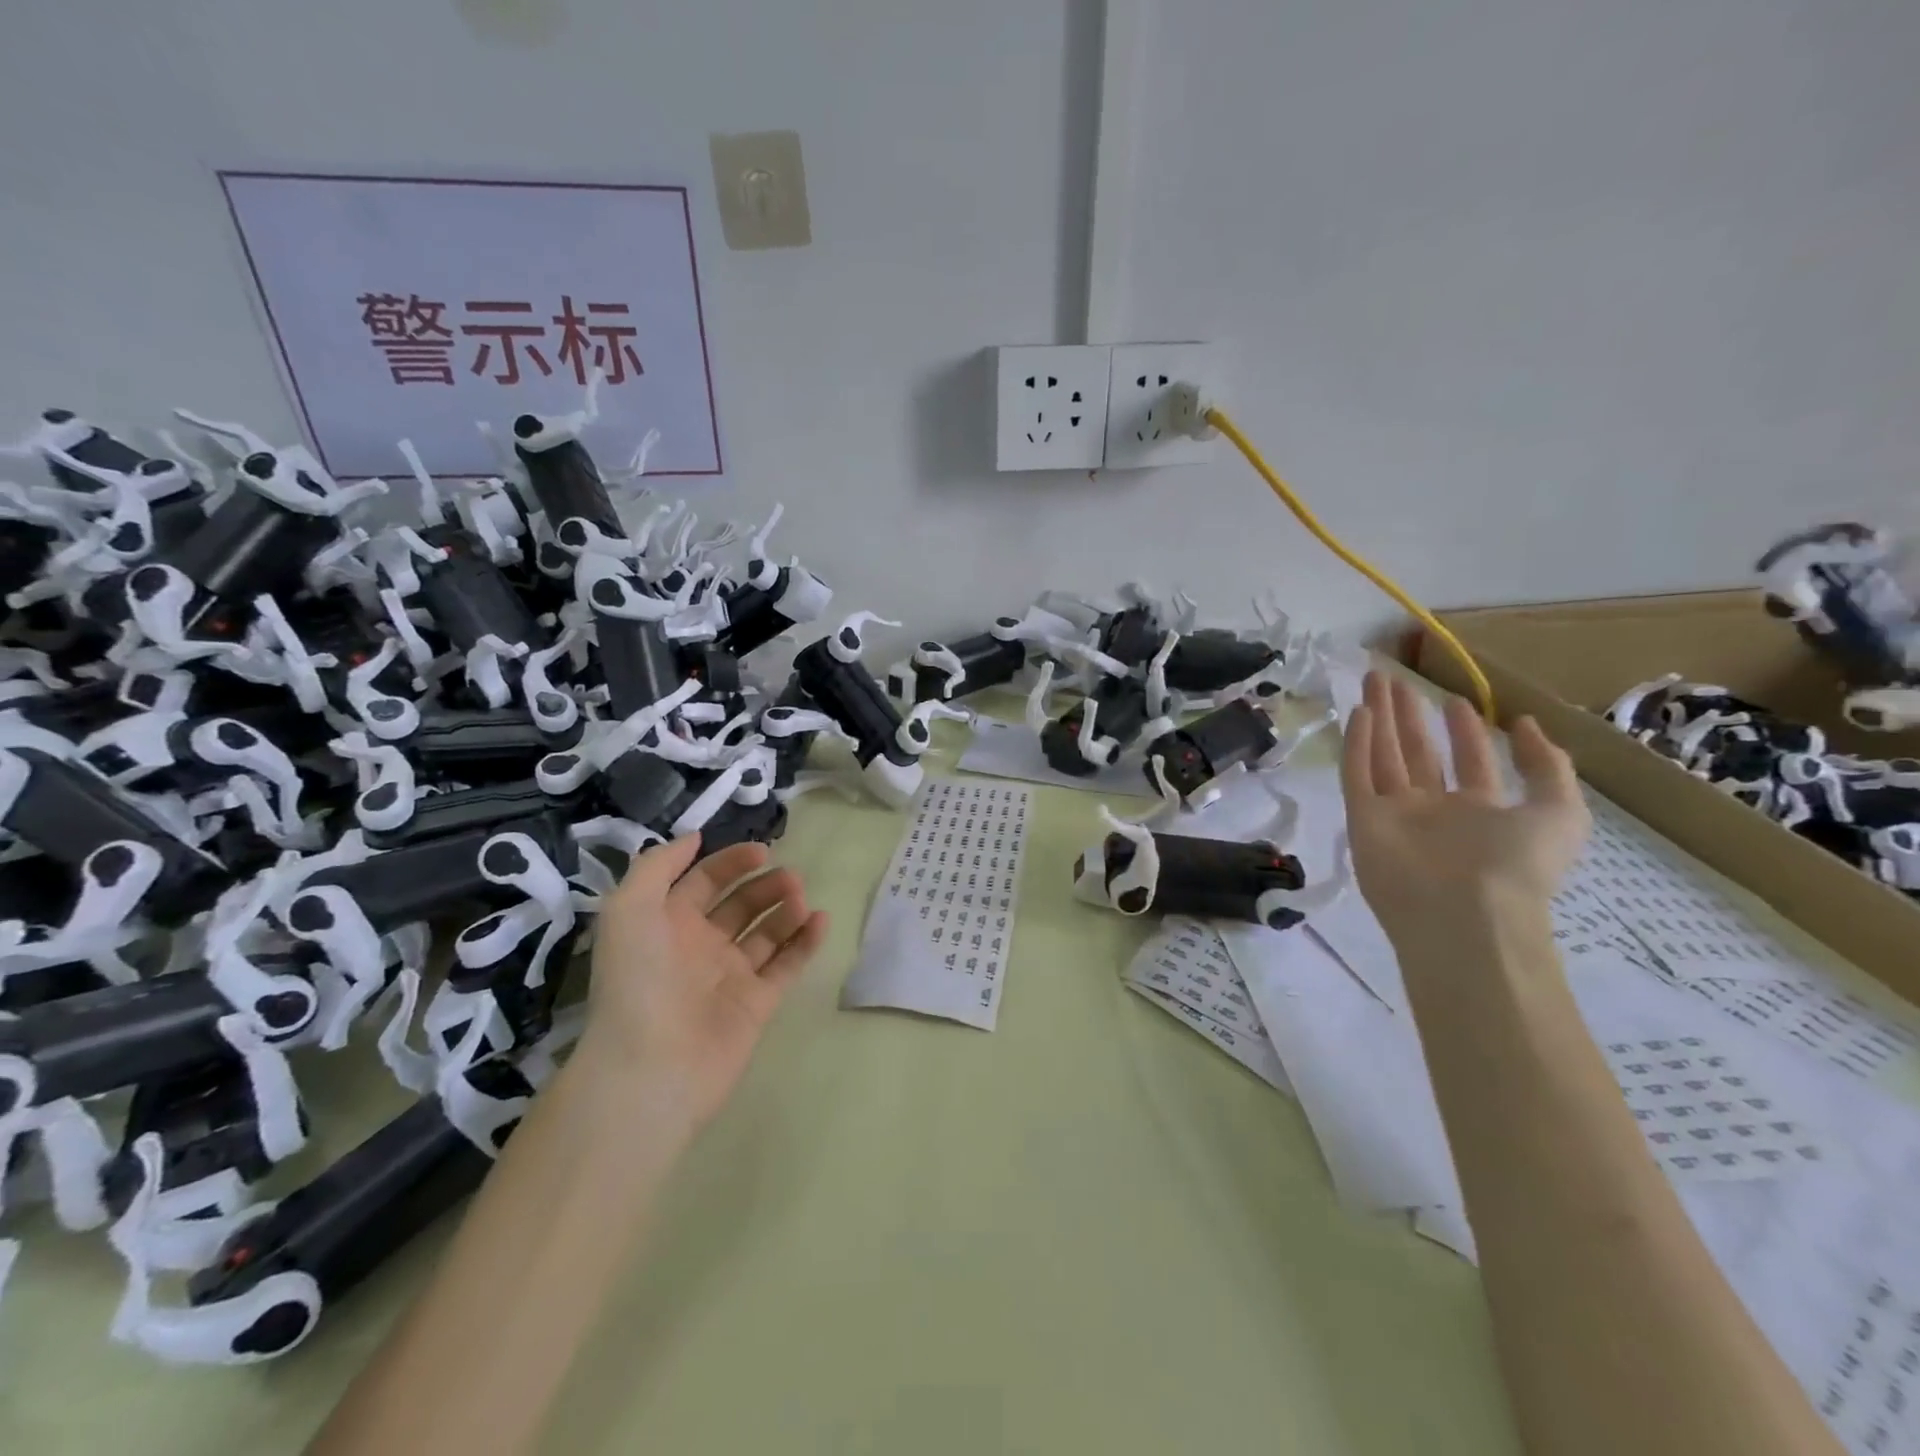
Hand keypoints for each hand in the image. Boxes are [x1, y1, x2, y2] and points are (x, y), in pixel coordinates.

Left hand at [578, 835, 828, 1131]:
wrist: (651, 1066)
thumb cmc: (637, 981)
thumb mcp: (627, 909)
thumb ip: (657, 866)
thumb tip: (694, 839)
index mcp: (667, 924)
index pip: (704, 882)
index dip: (731, 862)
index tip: (763, 851)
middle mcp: (700, 947)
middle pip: (741, 904)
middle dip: (766, 885)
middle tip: (791, 878)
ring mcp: (730, 976)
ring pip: (767, 932)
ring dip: (786, 909)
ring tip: (800, 899)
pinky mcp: (757, 1003)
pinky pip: (787, 964)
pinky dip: (806, 941)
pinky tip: (820, 920)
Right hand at [1341, 671, 1588, 943]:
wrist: (1464, 915)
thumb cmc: (1517, 865)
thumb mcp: (1561, 813)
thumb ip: (1549, 767)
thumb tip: (1526, 725)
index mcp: (1480, 812)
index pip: (1468, 762)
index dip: (1463, 730)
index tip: (1454, 700)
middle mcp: (1434, 810)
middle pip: (1417, 753)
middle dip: (1407, 716)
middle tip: (1393, 679)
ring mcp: (1395, 814)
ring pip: (1383, 757)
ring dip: (1377, 719)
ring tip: (1372, 681)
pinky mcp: (1363, 819)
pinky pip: (1358, 775)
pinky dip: (1356, 744)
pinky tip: (1357, 712)